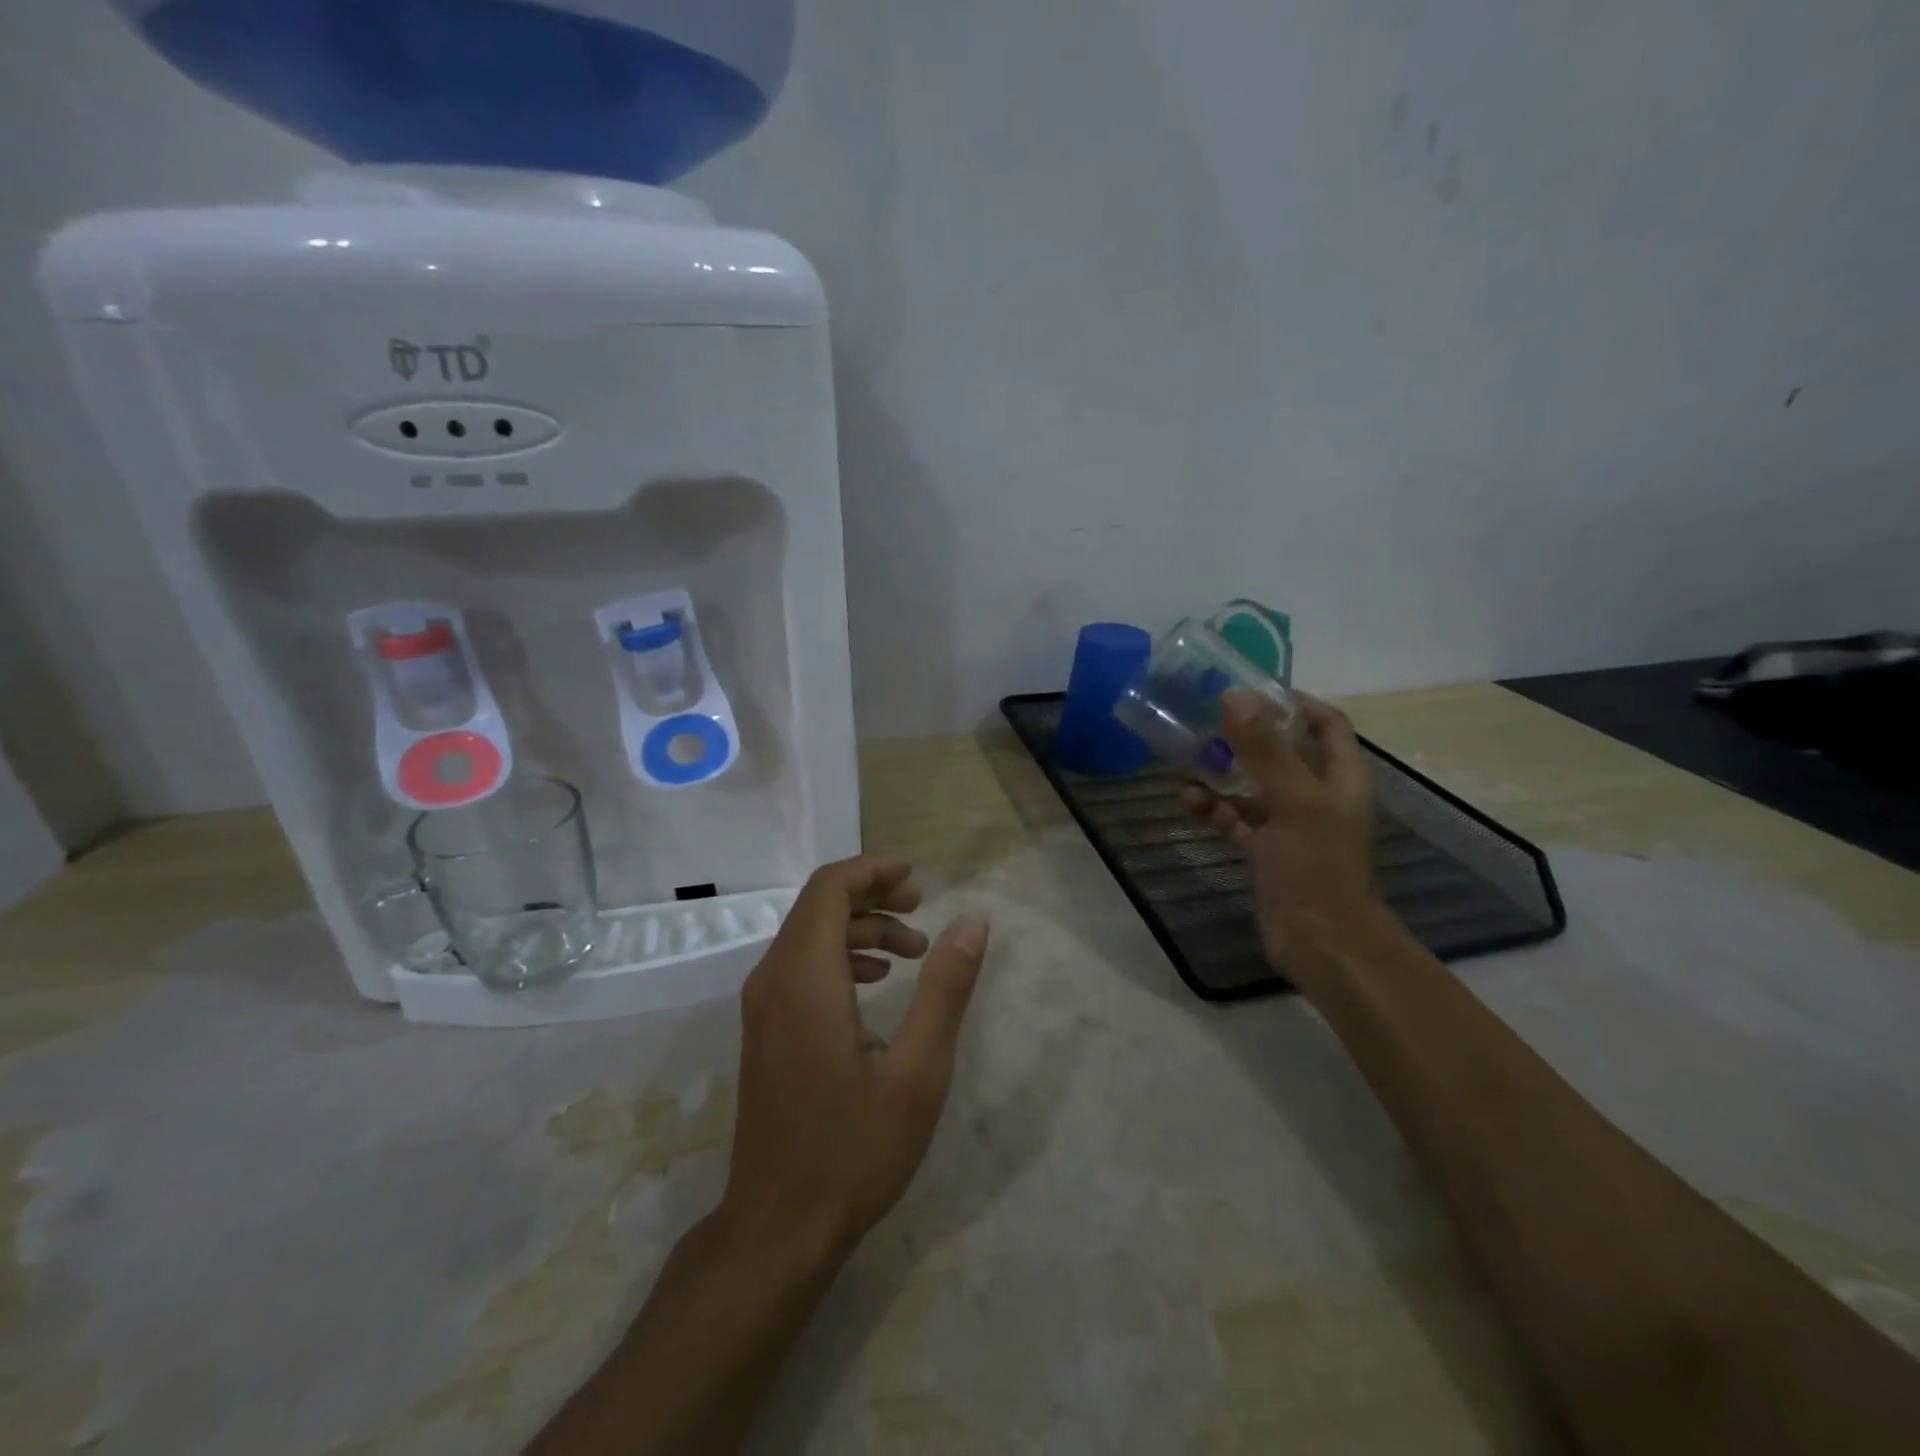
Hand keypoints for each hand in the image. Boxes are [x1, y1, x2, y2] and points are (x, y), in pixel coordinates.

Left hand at [721, 857, 989, 1269]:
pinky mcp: (763, 1030)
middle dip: (872, 895)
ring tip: (913, 950)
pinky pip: (799, 965)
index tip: (917, 876)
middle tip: (922, 909)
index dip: (873, 870)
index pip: (829, 889)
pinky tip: (875, 983)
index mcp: (805, 979)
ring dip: (860, 927)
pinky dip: (840, 955)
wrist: (778, 1227)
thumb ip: (945, 990)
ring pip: (808, 935)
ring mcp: (761, 1007)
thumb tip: (972, 922)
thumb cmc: (853, 1150)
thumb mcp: (918, 1072)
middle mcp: (772, 980)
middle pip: (818, 905)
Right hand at [1182, 691, 1387, 979]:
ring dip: (1222, 772)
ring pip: (1253, 785)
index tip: (1251, 688)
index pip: (1326, 723)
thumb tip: (1234, 695)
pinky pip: (1236, 818)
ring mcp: (1290, 825)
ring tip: (1184, 758)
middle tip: (1204, 718)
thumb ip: (1264, 749)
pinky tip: (1187, 799)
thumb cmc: (1316, 866)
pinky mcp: (1266, 851)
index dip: (1295, 701)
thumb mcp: (1293, 801)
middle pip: (1282, 751)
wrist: (1321, 944)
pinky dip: (1214, 807)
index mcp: (1340, 777)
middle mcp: (1317, 795)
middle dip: (1244, 735)